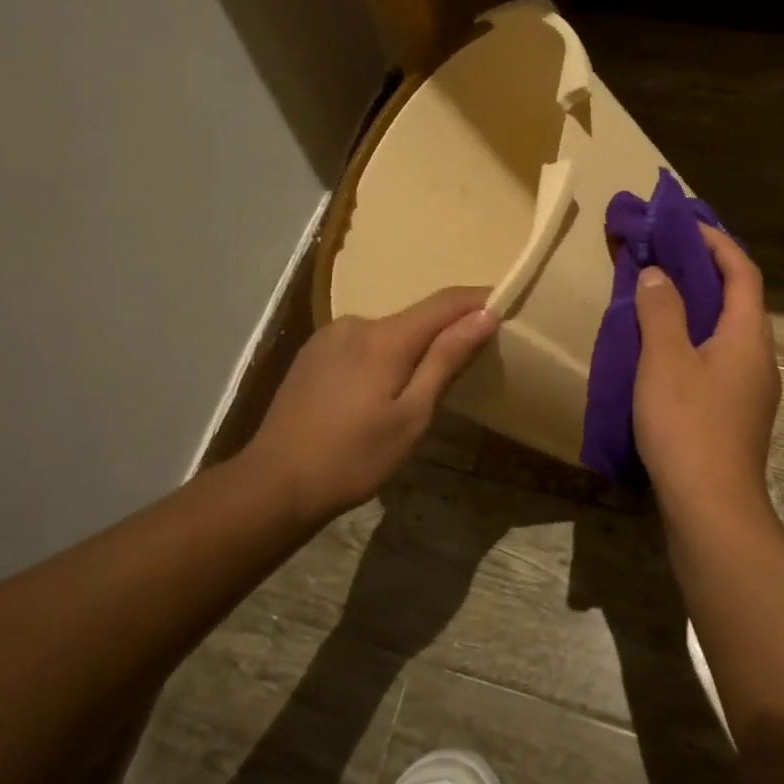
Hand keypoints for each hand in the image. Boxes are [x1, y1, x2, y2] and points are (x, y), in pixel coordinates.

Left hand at [245, 287, 499, 526]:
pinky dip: (383, 356)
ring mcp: (328, 336)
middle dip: (446, 332)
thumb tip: (485, 315)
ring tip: (421, 387)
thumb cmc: (354, 457)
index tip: (509, 303)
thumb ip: (446, 360)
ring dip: (412, 348)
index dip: (479, 300)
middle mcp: (356, 323)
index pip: (445, 303)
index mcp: (384, 337)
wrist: (274, 483)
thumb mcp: (412, 416)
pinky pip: (362, 344)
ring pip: (388, 332)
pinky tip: (378, 392)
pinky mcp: (312, 354)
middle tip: (471, 363)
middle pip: (416, 318)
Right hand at [633, 225, 780, 521]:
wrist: (711, 509)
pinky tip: (664, 352)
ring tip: (661, 295)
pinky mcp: (735, 415)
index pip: (742, 272)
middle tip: (668, 254)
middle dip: (707, 271)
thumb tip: (660, 273)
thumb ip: (662, 311)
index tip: (685, 223)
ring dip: (699, 307)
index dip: (717, 242)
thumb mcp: (665, 360)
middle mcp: (758, 358)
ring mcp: (750, 391)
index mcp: (749, 337)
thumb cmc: (688, 426)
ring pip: (727, 332)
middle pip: (739, 300)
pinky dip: (694, 340)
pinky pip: (717, 359)